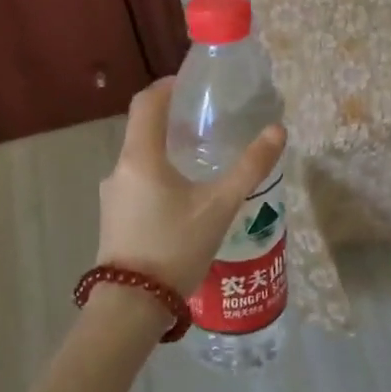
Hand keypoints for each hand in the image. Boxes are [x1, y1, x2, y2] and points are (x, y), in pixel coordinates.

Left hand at [97, 77, 286, 299]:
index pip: (146, 102)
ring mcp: (112, 195)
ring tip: (200, 157)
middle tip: (206, 119)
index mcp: (140, 157)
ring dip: (166, 149)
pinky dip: (158, 173)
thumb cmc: (175, 248)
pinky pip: (137, 180)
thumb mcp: (220, 206)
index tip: (190, 83)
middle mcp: (120, 168)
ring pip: (140, 157)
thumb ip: (250, 167)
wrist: (131, 309)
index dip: (166, 86)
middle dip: (171, 118)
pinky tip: (183, 194)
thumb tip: (278, 130)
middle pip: (142, 128)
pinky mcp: (114, 217)